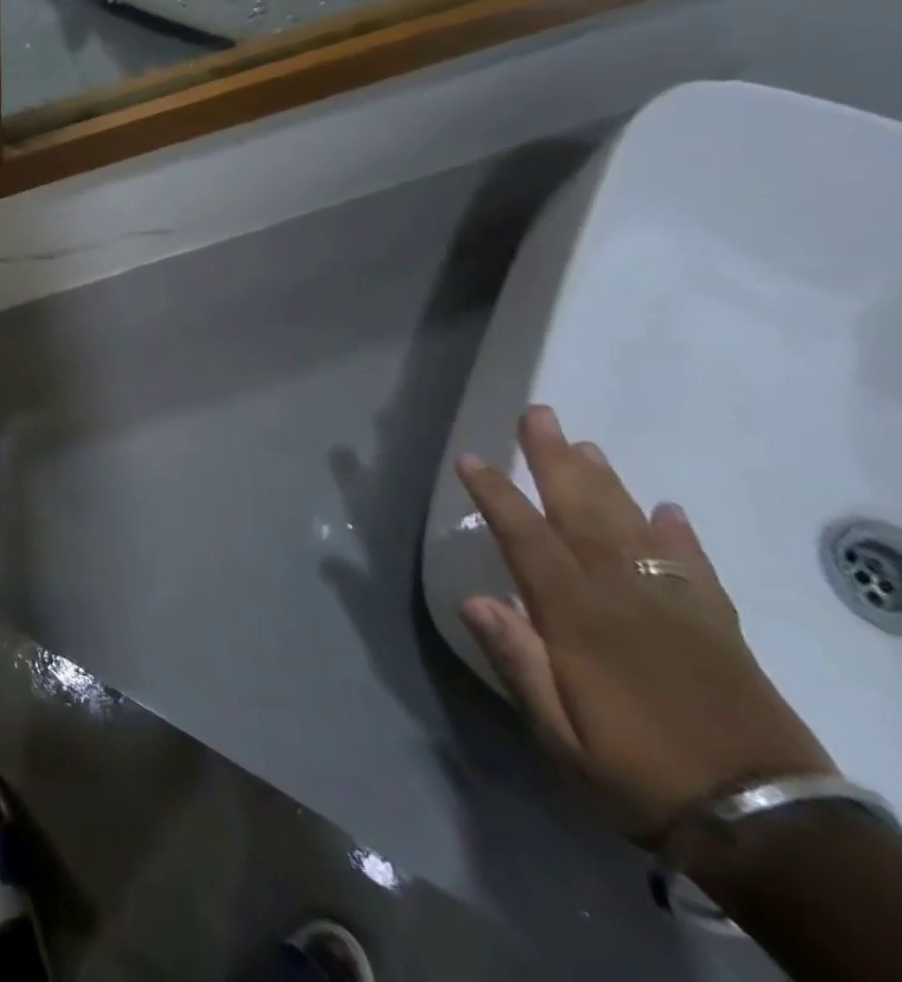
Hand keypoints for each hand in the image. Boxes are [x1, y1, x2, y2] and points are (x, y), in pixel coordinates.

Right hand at [456, 406, 833, 842]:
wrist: (770, 827)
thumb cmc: (639, 775)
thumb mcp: (561, 736)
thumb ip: (518, 663)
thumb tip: (473, 599)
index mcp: (578, 618)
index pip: (527, 539)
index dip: (497, 495)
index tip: (472, 459)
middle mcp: (624, 596)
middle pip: (583, 514)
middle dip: (556, 461)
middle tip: (540, 414)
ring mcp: (677, 607)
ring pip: (633, 527)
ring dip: (607, 483)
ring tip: (586, 445)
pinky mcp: (719, 627)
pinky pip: (695, 567)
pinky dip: (680, 535)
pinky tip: (667, 509)